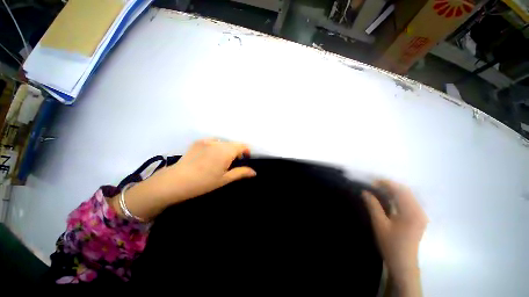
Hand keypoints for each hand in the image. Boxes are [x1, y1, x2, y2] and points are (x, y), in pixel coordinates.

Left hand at [148, 138, 256, 202]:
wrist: (177, 181)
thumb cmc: (204, 182)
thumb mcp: (225, 179)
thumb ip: (241, 173)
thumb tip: (254, 172)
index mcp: (226, 151)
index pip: (242, 145)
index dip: (246, 151)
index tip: (244, 159)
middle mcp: (218, 142)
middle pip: (233, 144)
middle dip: (236, 152)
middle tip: (232, 163)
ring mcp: (207, 141)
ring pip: (223, 142)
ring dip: (226, 149)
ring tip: (220, 160)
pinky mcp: (198, 142)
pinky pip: (212, 141)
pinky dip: (216, 146)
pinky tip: (210, 156)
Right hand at [362, 180, 426, 295]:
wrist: (403, 263)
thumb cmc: (391, 244)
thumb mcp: (379, 224)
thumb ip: (373, 206)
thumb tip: (365, 192)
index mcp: (411, 212)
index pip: (399, 191)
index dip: (385, 183)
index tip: (371, 182)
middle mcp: (419, 211)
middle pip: (405, 191)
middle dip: (389, 185)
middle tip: (373, 185)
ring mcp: (420, 215)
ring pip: (407, 195)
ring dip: (393, 190)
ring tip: (379, 190)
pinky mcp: (419, 218)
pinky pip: (409, 201)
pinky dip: (398, 197)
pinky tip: (389, 198)